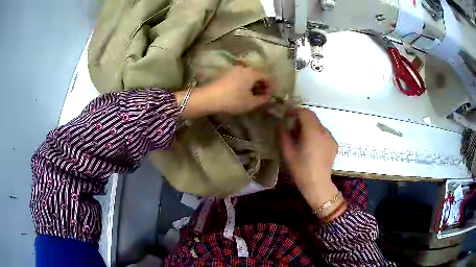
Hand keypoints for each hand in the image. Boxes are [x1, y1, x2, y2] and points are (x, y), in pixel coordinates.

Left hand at [175, 66, 271, 118]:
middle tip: (260, 97)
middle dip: (260, 85)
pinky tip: (239, 92)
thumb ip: (262, 100)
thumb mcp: (251, 103)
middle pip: (256, 74)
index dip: (269, 87)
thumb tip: (269, 97)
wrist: (209, 98)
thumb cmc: (233, 100)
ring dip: (251, 84)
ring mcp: (233, 69)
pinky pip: (238, 77)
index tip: (268, 96)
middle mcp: (244, 68)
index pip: (266, 77)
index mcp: (252, 73)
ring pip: (247, 75)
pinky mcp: (224, 73)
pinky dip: (242, 83)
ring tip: (250, 95)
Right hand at [281, 108, 339, 213]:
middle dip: (301, 118)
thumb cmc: (300, 169)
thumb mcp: (287, 151)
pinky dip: (316, 134)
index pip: (304, 112)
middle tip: (292, 127)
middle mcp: (324, 131)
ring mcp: (331, 137)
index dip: (294, 111)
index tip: (287, 115)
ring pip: (318, 125)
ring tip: (302, 138)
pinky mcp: (334, 144)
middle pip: (312, 117)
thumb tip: (282, 123)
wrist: (317, 184)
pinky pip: (323, 133)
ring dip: (309, 126)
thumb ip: (284, 133)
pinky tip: (312, 146)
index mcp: (312, 131)